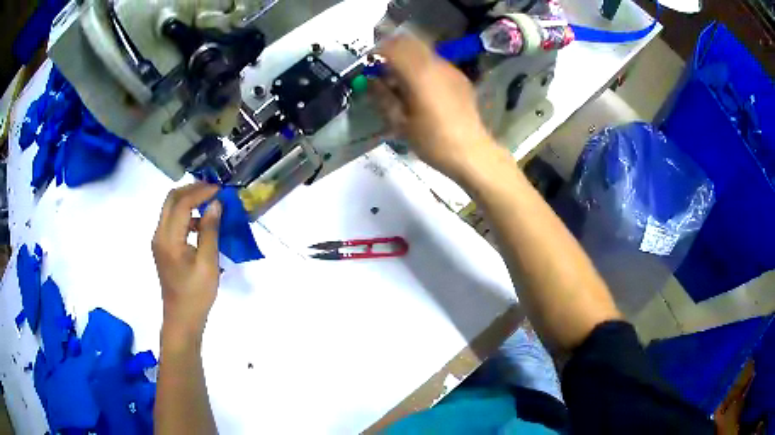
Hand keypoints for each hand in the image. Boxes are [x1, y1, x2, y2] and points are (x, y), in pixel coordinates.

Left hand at [153, 183, 221, 339]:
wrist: (182, 318)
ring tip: (210, 202)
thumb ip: (210, 231)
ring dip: (189, 200)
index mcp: (169, 239)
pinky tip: (202, 223)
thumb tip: (215, 204)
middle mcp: (159, 234)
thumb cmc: (196, 294)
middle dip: (192, 189)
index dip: (201, 192)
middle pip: (172, 199)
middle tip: (213, 189)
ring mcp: (159, 240)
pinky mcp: (163, 247)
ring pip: (171, 208)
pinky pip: (173, 221)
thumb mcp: (208, 264)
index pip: (182, 204)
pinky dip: (187, 214)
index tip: (220, 189)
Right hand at [370, 36, 498, 180]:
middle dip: (392, 49)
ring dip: (408, 57)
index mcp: (418, 75)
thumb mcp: (400, 124)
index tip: (369, 64)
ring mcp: (451, 69)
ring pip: (423, 50)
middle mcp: (436, 64)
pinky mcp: (460, 77)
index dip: (376, 52)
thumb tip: (372, 80)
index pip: (392, 48)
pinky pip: (436, 62)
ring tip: (402, 79)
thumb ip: (383, 97)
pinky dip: (423, 66)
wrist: (472, 153)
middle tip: (383, 68)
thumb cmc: (432, 142)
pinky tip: (422, 87)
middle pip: (409, 42)